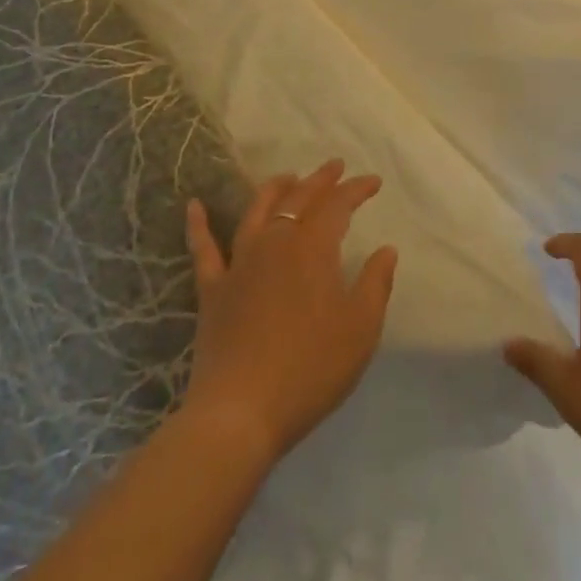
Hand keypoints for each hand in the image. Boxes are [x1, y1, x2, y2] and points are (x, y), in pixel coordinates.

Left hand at [183, 160, 398, 464]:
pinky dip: (198, 225)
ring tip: (287, 176)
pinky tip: (194, 205)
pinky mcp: (213, 291)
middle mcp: (276, 243)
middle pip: (299, 199)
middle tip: (335, 166)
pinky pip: (203, 249)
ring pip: (257, 212)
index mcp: (313, 249)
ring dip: (275, 189)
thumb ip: (375, 284)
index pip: (338, 205)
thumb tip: (386, 250)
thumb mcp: (360, 329)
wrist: (239, 415)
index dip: (357, 189)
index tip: (374, 182)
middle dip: (321, 180)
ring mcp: (239, 265)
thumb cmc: (311, 369)